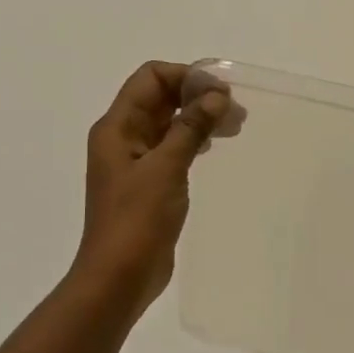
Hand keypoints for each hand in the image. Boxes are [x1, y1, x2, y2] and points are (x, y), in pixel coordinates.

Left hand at [72, 61, 228, 308]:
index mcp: (117, 127)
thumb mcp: (166, 167)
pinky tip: (213, 146)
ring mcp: (135, 161)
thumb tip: (216, 95)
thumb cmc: (137, 219)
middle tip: (236, 110)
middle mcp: (122, 137)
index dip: (186, 76)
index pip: (150, 78)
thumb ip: (190, 127)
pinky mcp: (148, 183)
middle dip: (197, 95)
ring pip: (168, 122)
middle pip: (160, 97)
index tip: (221, 91)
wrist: (119, 277)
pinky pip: (172, 147)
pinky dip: (193, 139)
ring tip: (234, 125)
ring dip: (198, 117)